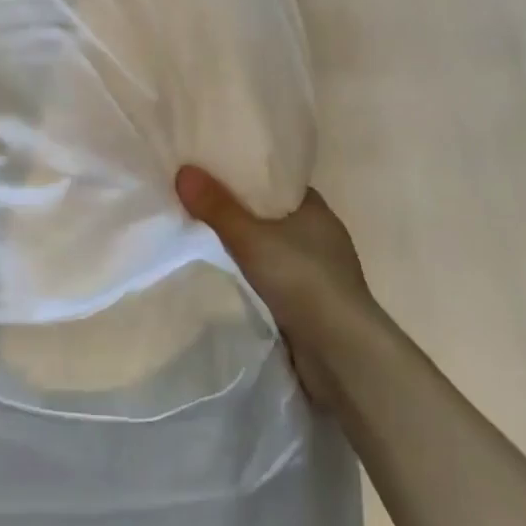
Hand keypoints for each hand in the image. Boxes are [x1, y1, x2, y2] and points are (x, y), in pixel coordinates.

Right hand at [174, 168, 372, 414]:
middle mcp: (322, 235)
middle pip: (273, 213)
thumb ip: (216, 207)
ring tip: (207, 237)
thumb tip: (183, 171)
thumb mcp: (251, 238)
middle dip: (241, 210)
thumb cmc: (303, 280)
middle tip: (201, 201)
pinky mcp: (314, 303)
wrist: (342, 354)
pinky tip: (232, 275)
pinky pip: (277, 277)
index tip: (215, 172)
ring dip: (249, 246)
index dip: (248, 174)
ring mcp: (321, 271)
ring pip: (275, 247)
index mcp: (316, 209)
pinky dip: (256, 274)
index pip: (278, 181)